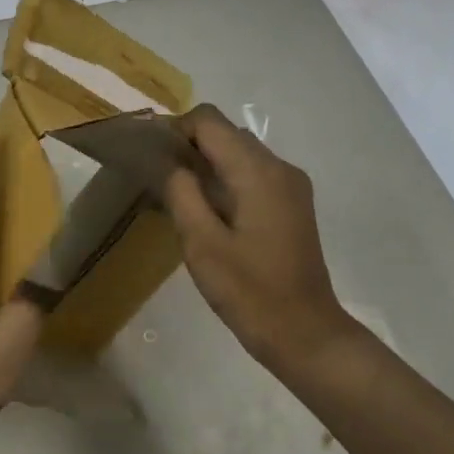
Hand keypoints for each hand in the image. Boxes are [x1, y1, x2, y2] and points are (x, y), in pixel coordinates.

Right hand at [162, 104, 362, 377]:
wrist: (304, 333)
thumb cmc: (249, 291)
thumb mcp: (201, 243)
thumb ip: (181, 193)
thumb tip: (167, 161)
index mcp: (258, 172)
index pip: (209, 121)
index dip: (175, 130)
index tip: (150, 158)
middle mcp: (279, 167)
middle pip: (226, 133)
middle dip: (188, 146)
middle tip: (157, 180)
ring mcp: (290, 186)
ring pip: (238, 153)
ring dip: (206, 164)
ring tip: (176, 196)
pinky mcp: (291, 204)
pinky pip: (252, 174)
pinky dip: (224, 180)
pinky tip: (206, 213)